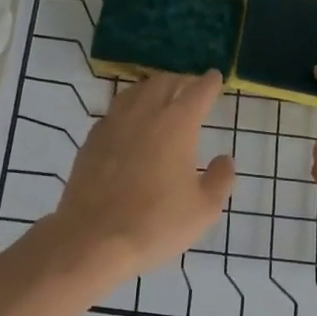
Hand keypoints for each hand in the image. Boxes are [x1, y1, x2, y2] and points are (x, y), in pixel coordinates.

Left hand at [43, 70, 235, 286]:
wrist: (93, 238)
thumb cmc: (155, 224)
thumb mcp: (203, 210)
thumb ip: (220, 179)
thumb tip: (224, 158)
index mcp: (177, 124)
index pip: (198, 91)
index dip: (209, 82)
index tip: (214, 77)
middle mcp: (145, 113)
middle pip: (164, 82)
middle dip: (181, 80)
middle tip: (190, 87)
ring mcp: (114, 123)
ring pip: (136, 91)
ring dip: (152, 88)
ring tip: (160, 96)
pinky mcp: (92, 138)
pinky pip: (115, 110)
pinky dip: (129, 107)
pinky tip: (130, 121)